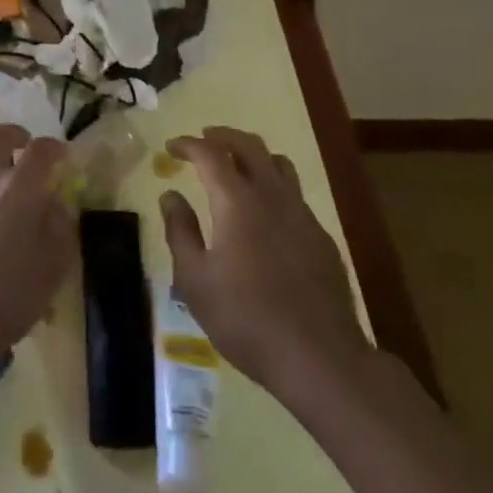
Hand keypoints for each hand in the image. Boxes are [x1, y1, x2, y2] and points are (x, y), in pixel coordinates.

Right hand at [160, 127, 368, 406]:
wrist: (319, 357)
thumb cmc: (245, 318)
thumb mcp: (195, 280)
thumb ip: (180, 231)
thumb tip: (170, 195)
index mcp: (237, 202)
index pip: (210, 154)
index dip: (188, 144)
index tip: (171, 147)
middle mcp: (272, 196)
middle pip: (250, 146)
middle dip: (223, 136)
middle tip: (203, 140)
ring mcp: (302, 215)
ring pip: (279, 164)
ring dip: (253, 154)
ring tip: (235, 165)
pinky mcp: (321, 237)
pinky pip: (294, 194)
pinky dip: (273, 185)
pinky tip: (264, 212)